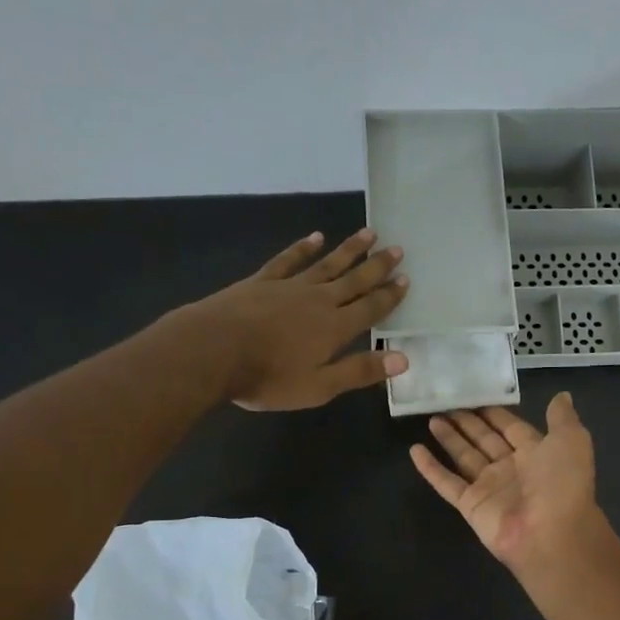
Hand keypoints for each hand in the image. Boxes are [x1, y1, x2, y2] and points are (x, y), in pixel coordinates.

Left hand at [188, 229, 409, 409]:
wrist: (214, 350)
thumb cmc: (269, 377)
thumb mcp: (319, 386)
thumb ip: (359, 371)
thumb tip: (402, 359)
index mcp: (335, 327)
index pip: (370, 308)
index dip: (390, 295)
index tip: (406, 278)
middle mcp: (319, 300)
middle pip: (354, 280)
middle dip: (377, 266)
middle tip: (397, 248)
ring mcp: (290, 287)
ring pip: (327, 264)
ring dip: (349, 250)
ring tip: (369, 233)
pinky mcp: (263, 281)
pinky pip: (289, 260)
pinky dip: (304, 248)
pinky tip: (315, 237)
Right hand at [409, 394, 610, 576]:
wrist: (551, 533)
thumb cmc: (563, 483)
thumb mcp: (572, 440)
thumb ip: (562, 418)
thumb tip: (562, 396)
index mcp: (536, 453)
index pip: (511, 428)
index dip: (494, 413)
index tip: (474, 394)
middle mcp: (511, 469)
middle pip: (484, 440)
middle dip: (468, 423)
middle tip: (445, 403)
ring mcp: (489, 488)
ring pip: (464, 457)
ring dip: (448, 438)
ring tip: (431, 418)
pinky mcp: (470, 505)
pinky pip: (446, 483)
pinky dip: (430, 467)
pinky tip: (414, 450)